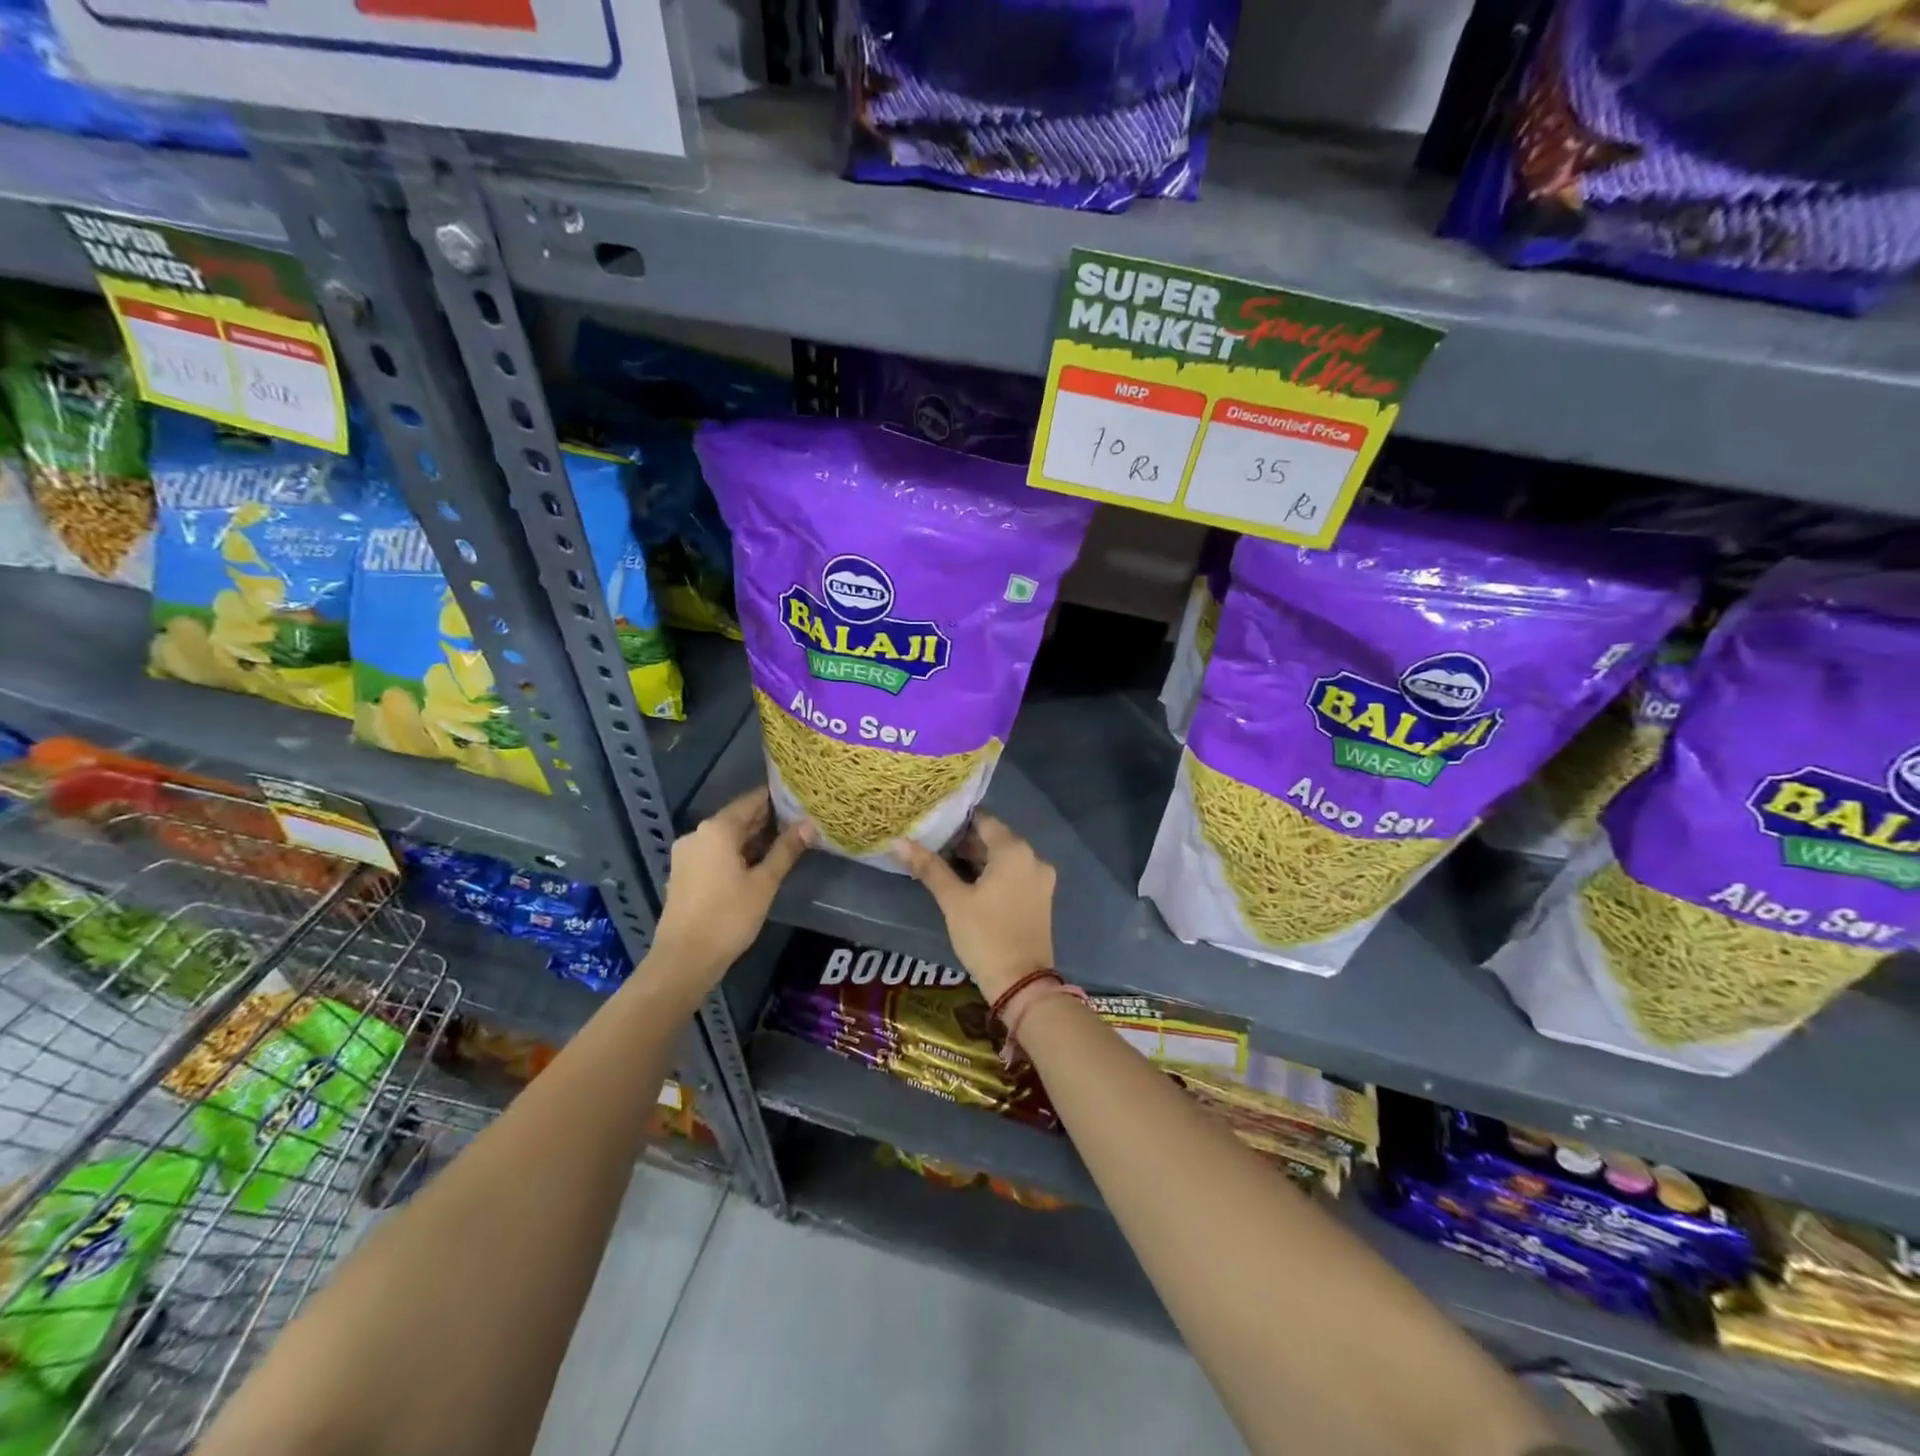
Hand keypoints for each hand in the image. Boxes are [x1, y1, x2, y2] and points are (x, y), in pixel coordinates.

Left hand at [650, 789, 812, 986]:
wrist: (684, 960)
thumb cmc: (728, 917)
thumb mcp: (764, 883)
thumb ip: (786, 850)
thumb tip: (810, 825)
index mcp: (716, 829)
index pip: (752, 801)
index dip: (778, 799)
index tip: (802, 799)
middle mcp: (698, 834)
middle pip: (738, 818)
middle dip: (768, 820)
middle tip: (801, 821)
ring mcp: (688, 854)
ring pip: (727, 838)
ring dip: (754, 839)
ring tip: (787, 842)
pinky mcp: (685, 874)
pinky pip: (716, 853)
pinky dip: (737, 854)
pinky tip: (760, 864)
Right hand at [894, 815, 1056, 1001]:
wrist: (1022, 983)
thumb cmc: (985, 935)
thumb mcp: (953, 900)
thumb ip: (929, 867)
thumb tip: (900, 842)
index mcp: (1014, 850)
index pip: (984, 820)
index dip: (958, 821)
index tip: (934, 825)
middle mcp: (1033, 857)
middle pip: (996, 838)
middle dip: (966, 842)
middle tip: (934, 847)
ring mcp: (1041, 879)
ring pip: (1005, 858)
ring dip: (979, 859)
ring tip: (946, 866)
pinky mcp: (1041, 898)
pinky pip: (1015, 874)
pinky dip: (994, 874)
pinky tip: (970, 885)